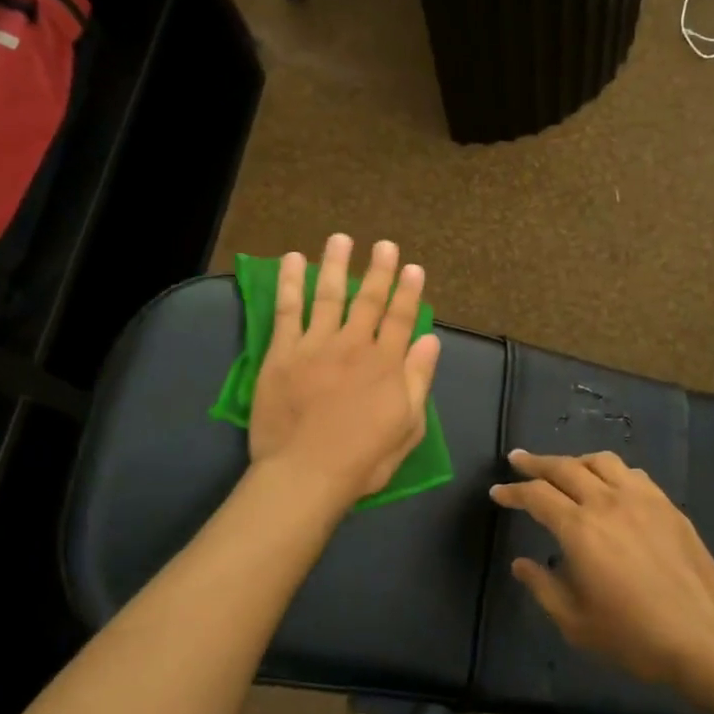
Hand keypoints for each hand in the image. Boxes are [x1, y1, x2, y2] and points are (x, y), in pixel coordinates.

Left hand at [249, 234, 441, 505]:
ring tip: (340, 239)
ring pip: (328, 295)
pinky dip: (290, 283)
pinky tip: (292, 260)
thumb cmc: (362, 459)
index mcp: (386, 364)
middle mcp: (354, 345)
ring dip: (335, 264)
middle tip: (384, 245)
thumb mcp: (407, 427)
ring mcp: (316, 345)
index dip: (408, 291)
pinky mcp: (283, 353)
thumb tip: (430, 339)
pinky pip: (287, 310)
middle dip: (379, 270)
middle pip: (368, 300)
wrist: (306, 474)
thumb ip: (418, 380)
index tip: (412, 267)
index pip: (401, 318)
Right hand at [492, 450, 713, 690]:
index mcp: (579, 528)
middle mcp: (607, 502)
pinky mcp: (667, 505)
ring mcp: (641, 499)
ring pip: (601, 461)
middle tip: (518, 460)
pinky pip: (632, 474)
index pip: (536, 495)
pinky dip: (611, 471)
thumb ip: (543, 587)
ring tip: (564, 468)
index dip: (513, 491)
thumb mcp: (575, 622)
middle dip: (536, 462)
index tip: (497, 492)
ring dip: (575, 460)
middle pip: (565, 467)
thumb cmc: (634, 635)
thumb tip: (521, 564)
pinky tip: (610, 484)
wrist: (704, 637)